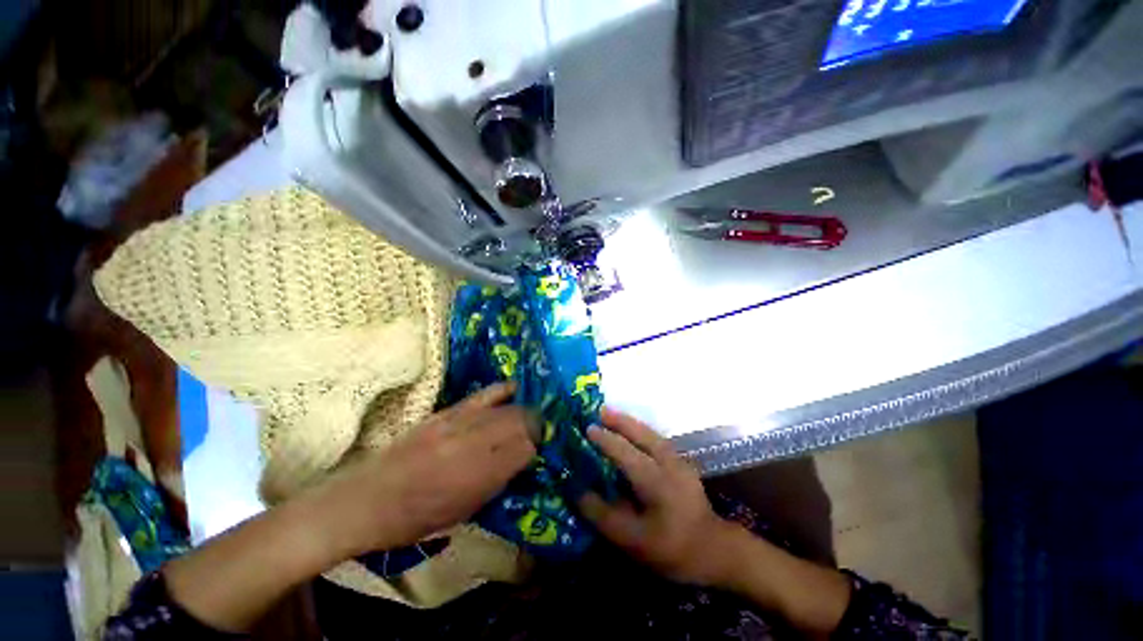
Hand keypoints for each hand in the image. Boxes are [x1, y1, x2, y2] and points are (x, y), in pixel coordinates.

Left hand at [310, 383, 537, 556]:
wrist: (365, 499)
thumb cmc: (415, 519)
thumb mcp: (463, 513)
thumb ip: (496, 483)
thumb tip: (521, 460)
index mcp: (477, 477)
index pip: (524, 449)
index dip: (535, 448)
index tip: (538, 449)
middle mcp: (472, 445)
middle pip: (519, 422)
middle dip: (534, 425)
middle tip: (538, 430)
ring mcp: (458, 424)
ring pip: (505, 408)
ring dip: (522, 410)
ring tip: (528, 414)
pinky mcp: (445, 412)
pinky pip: (483, 394)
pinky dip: (502, 391)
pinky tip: (513, 389)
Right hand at [576, 407, 741, 585]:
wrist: (714, 550)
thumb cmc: (671, 549)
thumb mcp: (631, 541)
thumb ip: (603, 515)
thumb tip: (578, 492)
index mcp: (655, 480)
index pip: (625, 452)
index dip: (605, 439)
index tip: (588, 428)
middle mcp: (668, 463)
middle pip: (641, 434)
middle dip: (620, 420)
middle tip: (599, 410)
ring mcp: (679, 460)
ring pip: (651, 433)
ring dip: (630, 422)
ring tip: (612, 415)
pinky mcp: (683, 463)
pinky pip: (656, 439)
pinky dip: (641, 431)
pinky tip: (633, 432)